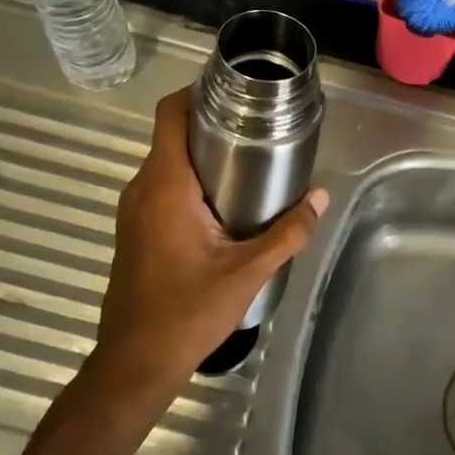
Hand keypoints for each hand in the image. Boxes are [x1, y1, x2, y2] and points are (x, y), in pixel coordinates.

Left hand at [88, 89, 328, 394]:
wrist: (133, 365)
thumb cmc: (186, 314)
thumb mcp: (246, 272)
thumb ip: (287, 232)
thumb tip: (321, 196)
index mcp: (165, 186)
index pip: (170, 114)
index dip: (197, 91)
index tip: (235, 89)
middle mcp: (143, 188)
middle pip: (173, 134)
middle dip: (213, 122)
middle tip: (260, 125)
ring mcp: (134, 210)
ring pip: (168, 161)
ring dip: (203, 153)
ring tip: (251, 159)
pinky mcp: (135, 229)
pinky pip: (163, 185)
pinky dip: (191, 179)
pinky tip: (225, 200)